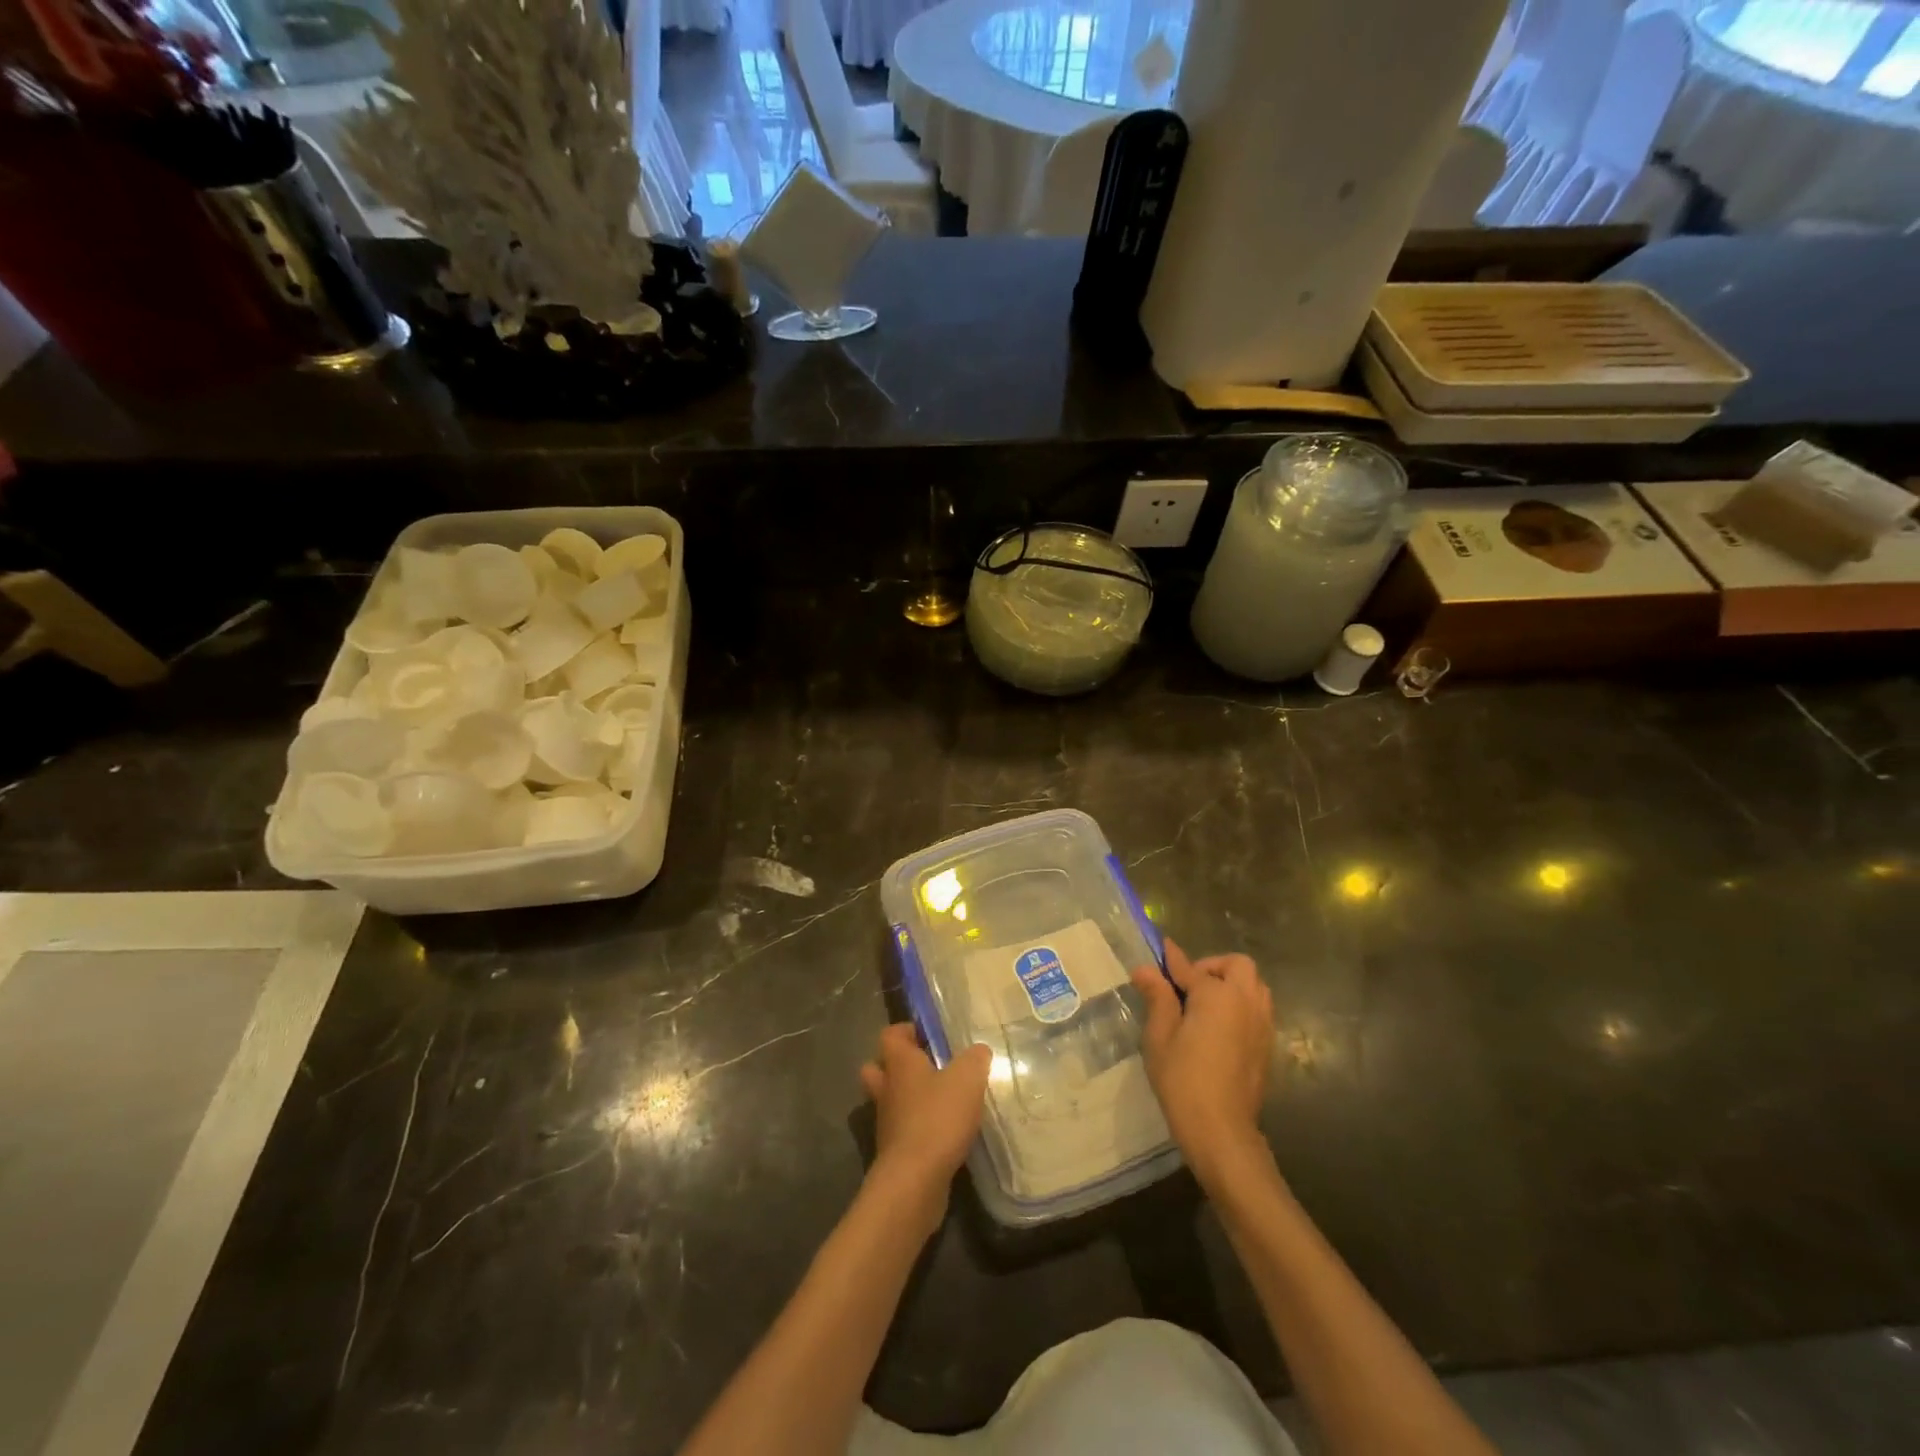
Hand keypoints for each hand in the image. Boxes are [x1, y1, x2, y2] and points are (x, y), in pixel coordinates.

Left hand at [860, 1024, 990, 1212]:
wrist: (915, 1181)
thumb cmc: (938, 1118)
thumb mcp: (967, 1079)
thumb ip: (975, 1059)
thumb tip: (978, 1051)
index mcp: (899, 1063)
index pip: (890, 1035)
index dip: (905, 1030)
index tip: (926, 1034)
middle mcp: (886, 1089)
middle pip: (879, 1069)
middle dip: (898, 1066)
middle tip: (927, 1067)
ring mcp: (887, 1123)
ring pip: (891, 1102)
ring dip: (910, 1100)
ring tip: (942, 1102)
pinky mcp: (895, 1153)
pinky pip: (903, 1131)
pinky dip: (919, 1129)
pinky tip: (945, 1133)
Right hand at [1132, 939, 1275, 1191]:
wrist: (1221, 1130)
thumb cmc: (1183, 1079)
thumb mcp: (1160, 1036)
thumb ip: (1157, 997)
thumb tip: (1146, 969)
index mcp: (1217, 995)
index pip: (1189, 967)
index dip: (1171, 958)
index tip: (1160, 948)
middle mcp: (1245, 1001)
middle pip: (1237, 965)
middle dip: (1213, 966)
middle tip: (1188, 986)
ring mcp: (1262, 1023)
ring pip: (1253, 986)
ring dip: (1231, 984)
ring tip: (1204, 1005)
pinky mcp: (1267, 1045)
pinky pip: (1258, 1009)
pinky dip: (1241, 1005)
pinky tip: (1219, 1028)